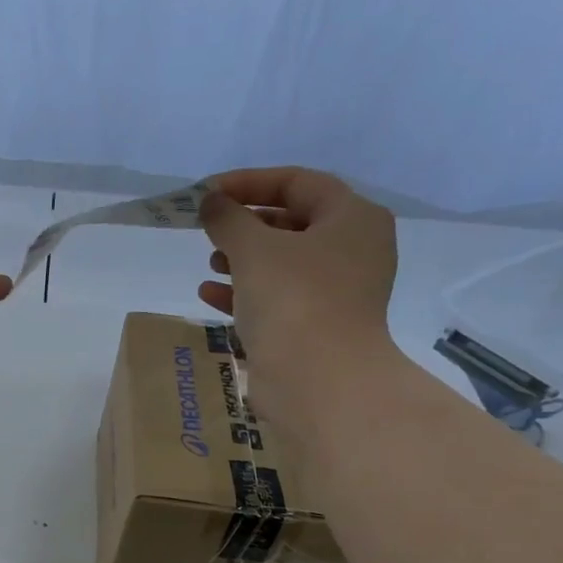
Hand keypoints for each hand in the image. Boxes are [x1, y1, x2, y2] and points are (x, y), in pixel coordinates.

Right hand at [198, 166, 397, 424]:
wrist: (318, 380)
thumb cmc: (293, 299)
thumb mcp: (253, 248)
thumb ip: (228, 218)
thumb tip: (211, 202)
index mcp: (352, 219)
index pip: (298, 183)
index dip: (250, 182)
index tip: (209, 193)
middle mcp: (353, 250)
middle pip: (293, 222)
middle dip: (246, 224)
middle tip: (210, 229)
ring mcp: (337, 292)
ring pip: (283, 263)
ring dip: (243, 259)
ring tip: (211, 262)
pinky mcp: (316, 326)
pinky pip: (278, 298)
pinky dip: (245, 292)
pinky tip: (210, 294)